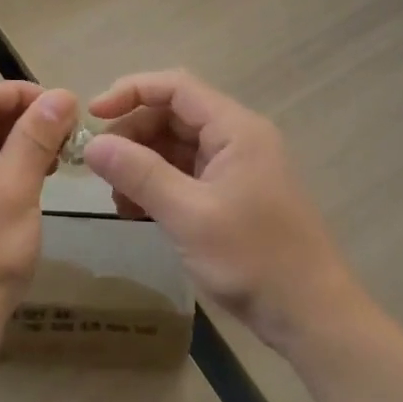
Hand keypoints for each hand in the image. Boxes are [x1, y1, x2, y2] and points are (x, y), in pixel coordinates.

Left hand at [0, 81, 79, 364]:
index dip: (26, 95)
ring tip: (53, 166)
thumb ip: (36, 137)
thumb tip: (61, 95)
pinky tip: (27, 192)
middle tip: (66, 142)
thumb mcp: (15, 189)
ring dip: (15, 150)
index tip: (67, 112)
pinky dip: (0, 176)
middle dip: (23, 123)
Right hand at [84, 70, 359, 353]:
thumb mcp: (188, 215)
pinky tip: (138, 212)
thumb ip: (139, 174)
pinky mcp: (232, 194)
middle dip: (133, 135)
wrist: (310, 315)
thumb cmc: (253, 258)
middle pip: (173, 114)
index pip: (176, 86)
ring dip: (142, 164)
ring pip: (176, 146)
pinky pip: (185, 174)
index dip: (130, 92)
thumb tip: (92, 144)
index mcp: (235, 128)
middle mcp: (237, 137)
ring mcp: (235, 167)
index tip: (93, 115)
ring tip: (120, 199)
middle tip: (101, 168)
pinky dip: (158, 186)